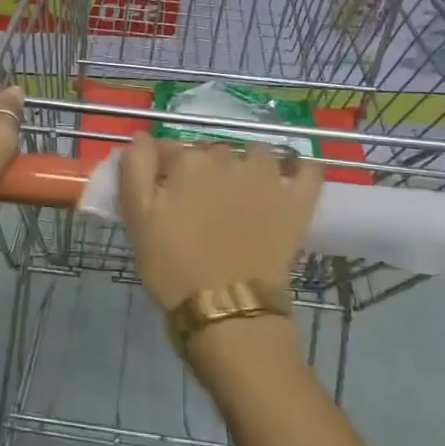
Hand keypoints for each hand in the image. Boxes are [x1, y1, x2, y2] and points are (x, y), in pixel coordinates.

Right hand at [119, 135, 322, 312]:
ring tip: (240, 193)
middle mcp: (229, 159)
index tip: (160, 191)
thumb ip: (136, 169)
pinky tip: (292, 178)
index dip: (162, 167)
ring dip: (248, 164)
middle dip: (204, 169)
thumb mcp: (137, 218)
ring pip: (256, 154)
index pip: (170, 149)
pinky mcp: (297, 202)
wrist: (226, 309)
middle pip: (212, 153)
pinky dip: (301, 169)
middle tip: (197, 204)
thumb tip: (142, 136)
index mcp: (188, 161)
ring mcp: (268, 178)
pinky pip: (308, 171)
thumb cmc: (173, 266)